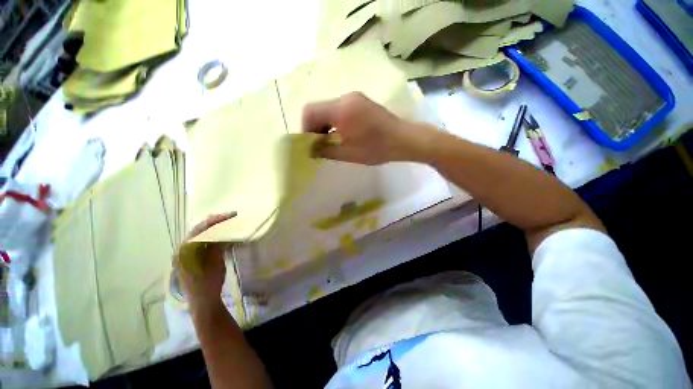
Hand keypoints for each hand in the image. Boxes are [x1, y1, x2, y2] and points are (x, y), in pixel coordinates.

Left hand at [174, 213, 235, 313]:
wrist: (203, 302)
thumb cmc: (209, 283)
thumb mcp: (215, 263)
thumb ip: (216, 245)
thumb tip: (221, 230)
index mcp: (185, 251)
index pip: (200, 229)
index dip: (216, 220)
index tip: (231, 215)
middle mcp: (182, 250)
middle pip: (198, 230)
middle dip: (214, 221)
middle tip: (229, 216)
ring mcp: (185, 255)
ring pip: (199, 235)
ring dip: (212, 228)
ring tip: (226, 222)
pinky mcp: (190, 258)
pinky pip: (200, 242)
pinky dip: (210, 236)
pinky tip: (219, 234)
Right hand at [302, 92, 434, 164]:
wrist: (404, 140)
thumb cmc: (376, 148)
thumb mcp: (348, 153)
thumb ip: (325, 150)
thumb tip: (310, 149)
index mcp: (341, 109)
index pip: (310, 111)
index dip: (306, 128)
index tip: (311, 144)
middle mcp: (346, 98)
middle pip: (319, 108)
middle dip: (315, 127)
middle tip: (320, 145)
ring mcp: (355, 98)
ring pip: (330, 109)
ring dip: (326, 125)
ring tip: (332, 141)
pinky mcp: (362, 102)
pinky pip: (340, 109)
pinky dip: (336, 121)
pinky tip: (343, 134)